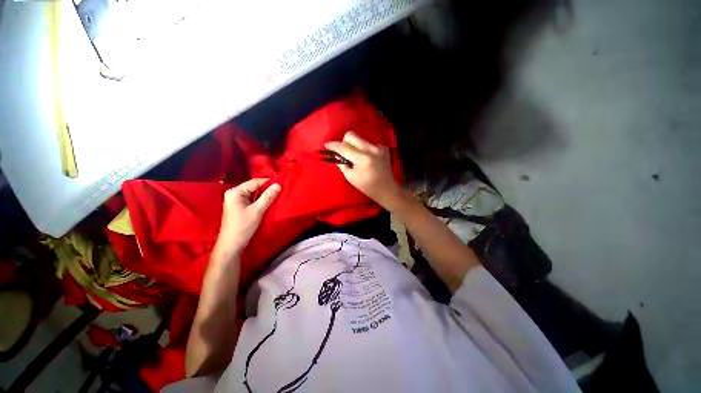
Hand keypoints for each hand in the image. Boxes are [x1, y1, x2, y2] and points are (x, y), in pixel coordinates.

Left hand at [214, 178, 280, 259]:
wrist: (232, 245)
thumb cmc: (243, 227)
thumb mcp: (257, 210)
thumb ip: (268, 197)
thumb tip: (278, 184)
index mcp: (235, 192)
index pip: (254, 182)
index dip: (268, 182)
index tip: (282, 182)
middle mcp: (234, 193)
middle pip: (254, 187)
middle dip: (267, 188)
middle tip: (281, 189)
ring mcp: (236, 200)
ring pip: (254, 193)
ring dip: (265, 194)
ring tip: (277, 194)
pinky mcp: (239, 207)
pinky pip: (252, 199)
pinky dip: (261, 200)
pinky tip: (269, 201)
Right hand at [325, 131, 402, 209]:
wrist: (386, 189)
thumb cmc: (367, 186)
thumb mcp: (351, 177)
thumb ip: (342, 164)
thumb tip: (336, 154)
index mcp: (363, 159)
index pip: (344, 147)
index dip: (334, 145)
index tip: (327, 145)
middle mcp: (372, 149)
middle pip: (352, 135)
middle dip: (344, 142)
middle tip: (343, 152)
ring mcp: (379, 147)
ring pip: (360, 139)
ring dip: (355, 146)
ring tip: (357, 159)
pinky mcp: (384, 148)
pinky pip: (368, 144)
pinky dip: (364, 150)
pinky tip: (368, 160)